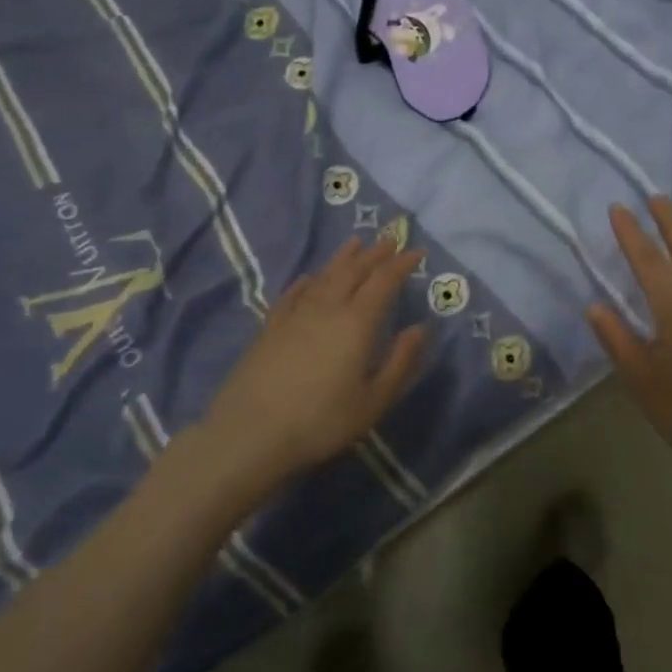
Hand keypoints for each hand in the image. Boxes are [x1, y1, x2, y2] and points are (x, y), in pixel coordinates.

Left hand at [200, 236, 426, 493]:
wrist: (251, 432)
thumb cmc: (321, 421)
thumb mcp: (373, 401)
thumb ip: (400, 362)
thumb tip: (421, 328)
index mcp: (357, 322)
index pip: (384, 280)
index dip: (402, 264)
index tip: (417, 251)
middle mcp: (328, 308)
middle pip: (354, 271)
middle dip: (375, 253)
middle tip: (390, 239)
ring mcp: (296, 315)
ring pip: (324, 276)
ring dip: (343, 258)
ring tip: (356, 243)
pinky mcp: (271, 327)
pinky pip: (293, 294)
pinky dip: (305, 282)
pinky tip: (309, 277)